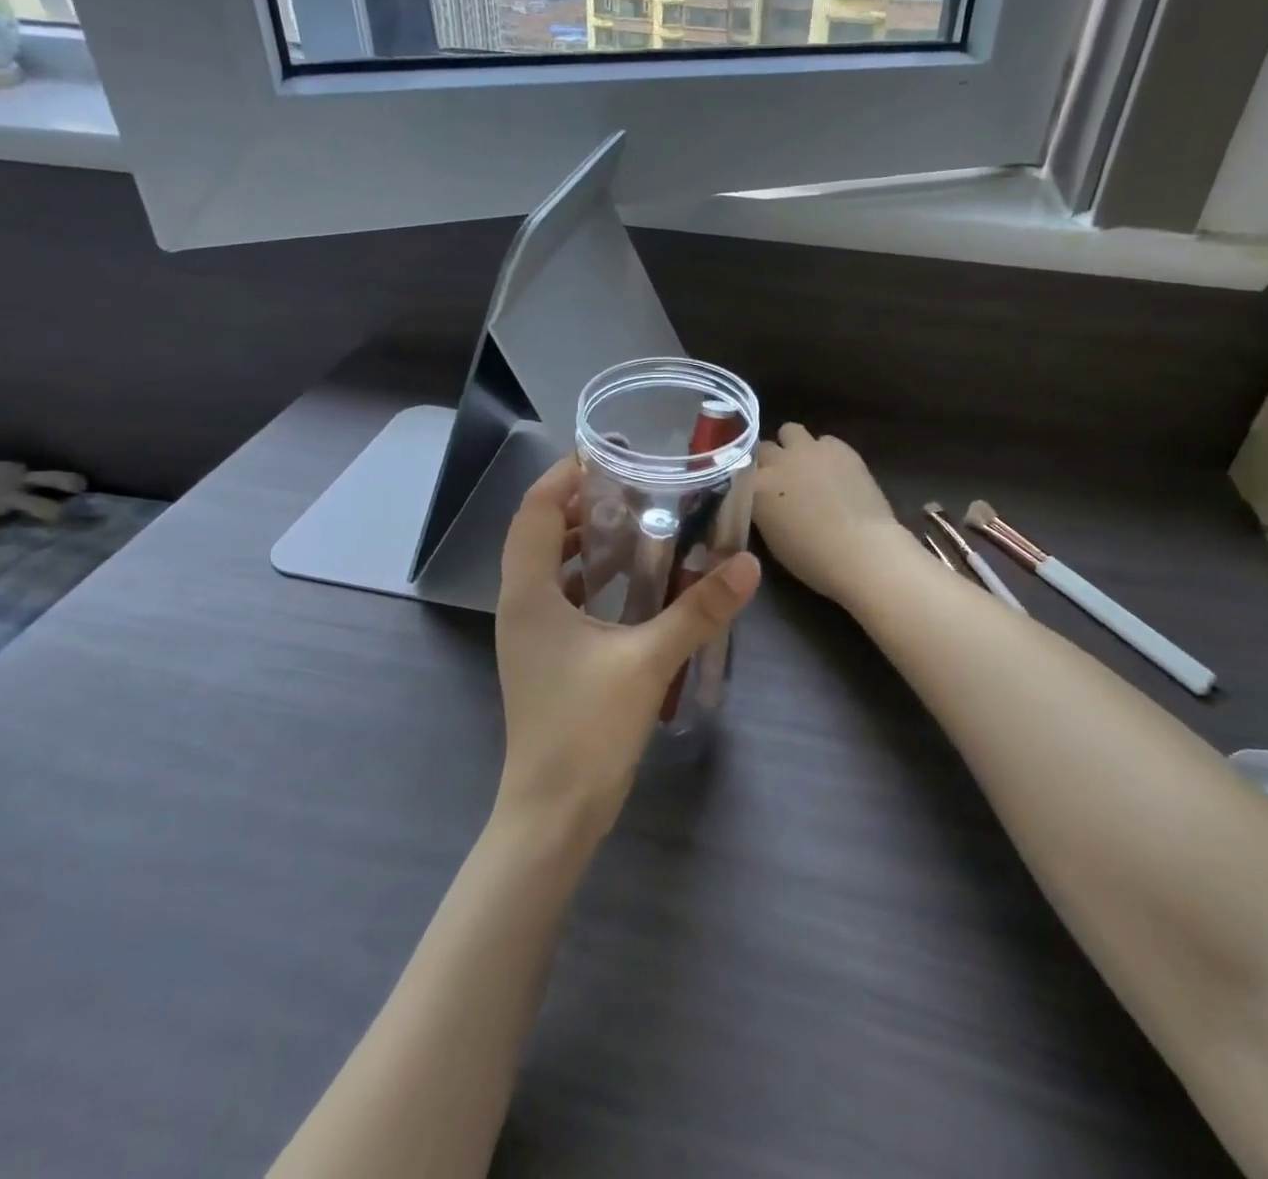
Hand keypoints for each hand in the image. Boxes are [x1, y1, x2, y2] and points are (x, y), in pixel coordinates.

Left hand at [494, 457, 760, 841]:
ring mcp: (529, 633)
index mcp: (529, 593)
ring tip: (637, 523)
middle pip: (541, 533)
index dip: (564, 475)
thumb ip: (698, 611)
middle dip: (582, 504)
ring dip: (587, 541)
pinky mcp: (546, 656)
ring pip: (551, 567)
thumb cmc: (587, 731)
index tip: (605, 453)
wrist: (553, 814)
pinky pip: (562, 597)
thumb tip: (748, 566)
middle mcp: (520, 604)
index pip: (536, 511)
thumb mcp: (648, 662)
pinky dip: (591, 578)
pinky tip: (633, 583)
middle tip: (633, 485)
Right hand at [754, 424, 912, 608]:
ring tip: (806, 466)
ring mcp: (809, 449)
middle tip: (781, 478)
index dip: (750, 480)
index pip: (740, 470)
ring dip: (793, 445)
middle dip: (769, 460)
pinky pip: (824, 440)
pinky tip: (835, 471)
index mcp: (755, 486)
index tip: (756, 490)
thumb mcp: (771, 536)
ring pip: (790, 431)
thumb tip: (767, 499)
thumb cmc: (811, 557)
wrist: (861, 550)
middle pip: (763, 447)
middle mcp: (777, 460)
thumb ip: (763, 508)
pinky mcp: (840, 447)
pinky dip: (825, 452)